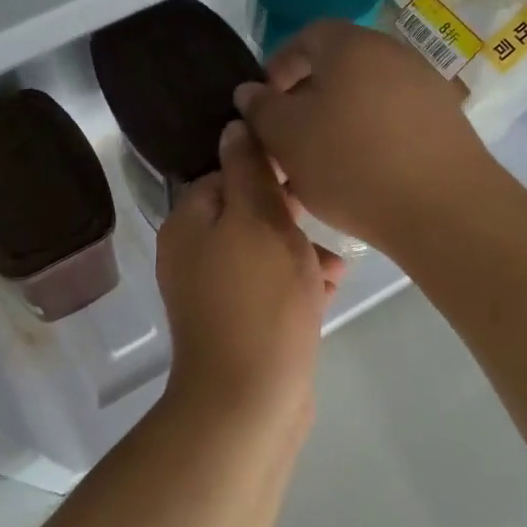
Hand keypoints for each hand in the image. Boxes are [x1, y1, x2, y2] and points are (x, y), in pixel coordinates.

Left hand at [155, 119, 344, 422]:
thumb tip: (234, 125)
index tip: (307, 174)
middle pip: (246, 212)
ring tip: (338, 260)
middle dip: (290, 212)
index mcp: (188, 222)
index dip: (268, 169)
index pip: (226, 173)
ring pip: (264, 249)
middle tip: (328, 212)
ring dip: (300, 248)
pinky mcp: (239, 321)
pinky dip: (296, 281)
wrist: (249, 400)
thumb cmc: (258, 300)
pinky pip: (269, 285)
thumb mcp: (258, 220)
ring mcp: (214, 291)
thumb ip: (248, 170)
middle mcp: (193, 252)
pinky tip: (331, 286)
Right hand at [234, 19, 497, 252]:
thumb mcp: (287, 137)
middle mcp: (394, 54)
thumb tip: (250, 91)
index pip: (307, 36)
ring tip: (320, 163)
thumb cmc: (351, 163)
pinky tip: (362, 174)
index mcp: (352, 46)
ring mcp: (426, 87)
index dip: (279, 66)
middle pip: (339, 67)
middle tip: (288, 137)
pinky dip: (371, 137)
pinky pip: (394, 120)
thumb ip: (261, 109)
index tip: (264, 103)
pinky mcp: (446, 122)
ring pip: (366, 97)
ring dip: (338, 121)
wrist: (443, 209)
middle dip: (307, 99)